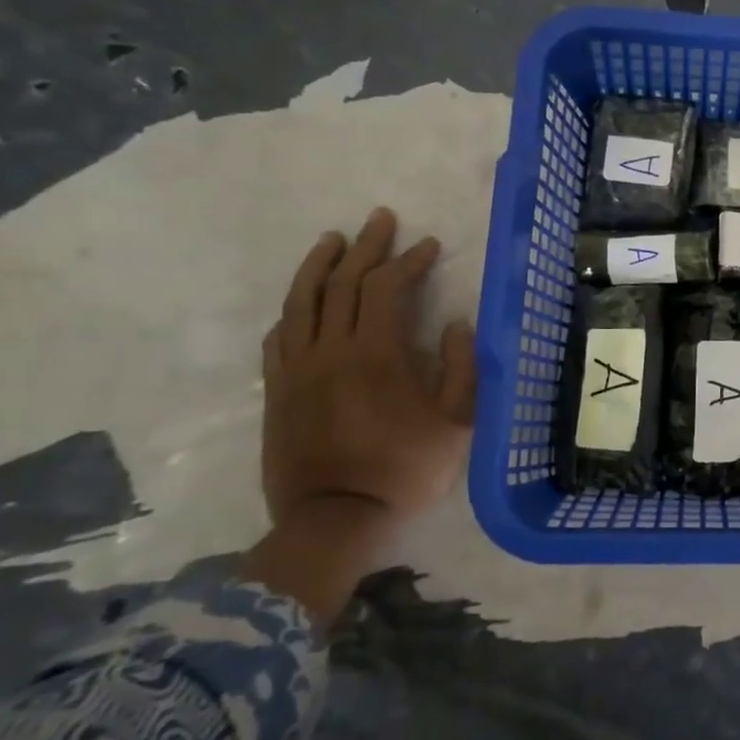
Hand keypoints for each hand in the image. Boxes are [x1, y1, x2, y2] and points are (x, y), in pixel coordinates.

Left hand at [257, 208, 476, 576]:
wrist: (333, 519)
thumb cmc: (403, 469)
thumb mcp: (456, 422)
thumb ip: (461, 368)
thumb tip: (455, 324)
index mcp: (376, 353)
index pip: (387, 288)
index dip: (409, 260)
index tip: (429, 245)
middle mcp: (331, 350)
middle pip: (344, 283)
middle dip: (367, 247)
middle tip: (381, 219)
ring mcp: (297, 369)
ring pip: (303, 302)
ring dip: (319, 265)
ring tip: (333, 240)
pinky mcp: (278, 390)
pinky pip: (279, 337)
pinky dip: (293, 310)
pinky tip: (302, 301)